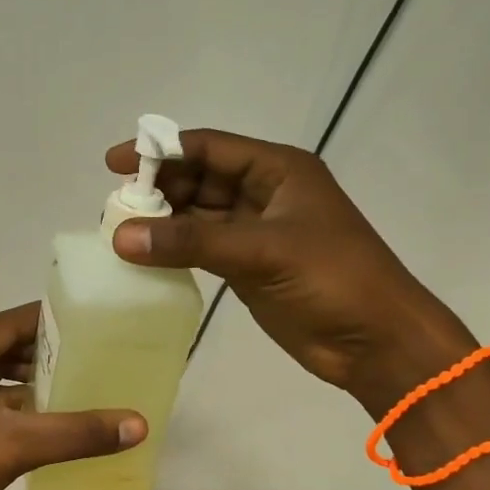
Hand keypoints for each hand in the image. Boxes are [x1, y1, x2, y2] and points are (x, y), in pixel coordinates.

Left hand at [0, 303, 146, 489]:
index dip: (50, 323)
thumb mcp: (16, 447)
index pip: (8, 323)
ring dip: (20, 374)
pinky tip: (35, 406)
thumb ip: (76, 431)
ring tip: (67, 378)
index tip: (89, 326)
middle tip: (85, 355)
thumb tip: (138, 424)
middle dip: (38, 351)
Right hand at [106, 129, 472, 412]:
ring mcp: (255, 230)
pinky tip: (143, 256)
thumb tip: (121, 236)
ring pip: (197, 214)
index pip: (208, 147)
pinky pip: (201, 247)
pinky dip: (174, 249)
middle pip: (198, 178)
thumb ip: (191, 241)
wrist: (377, 342)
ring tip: (118, 230)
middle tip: (112, 206)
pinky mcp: (248, 265)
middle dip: (158, 187)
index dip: (161, 150)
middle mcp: (264, 192)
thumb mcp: (262, 251)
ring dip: (162, 220)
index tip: (114, 164)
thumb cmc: (332, 280)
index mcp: (278, 170)